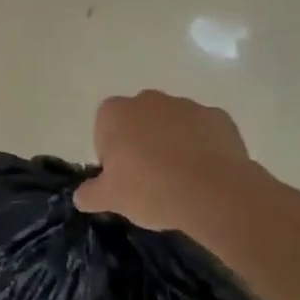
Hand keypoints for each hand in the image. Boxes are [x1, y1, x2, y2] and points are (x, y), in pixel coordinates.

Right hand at [75, 91, 260, 229]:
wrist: (217, 194)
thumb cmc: (152, 190)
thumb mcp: (111, 199)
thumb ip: (90, 194)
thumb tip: (80, 197)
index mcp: (115, 112)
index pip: (105, 130)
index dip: (113, 155)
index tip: (124, 179)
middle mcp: (147, 100)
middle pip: (138, 122)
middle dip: (142, 144)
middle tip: (152, 180)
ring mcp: (185, 105)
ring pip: (171, 124)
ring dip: (173, 144)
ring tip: (183, 180)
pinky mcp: (218, 117)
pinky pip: (204, 130)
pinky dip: (203, 146)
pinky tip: (207, 173)